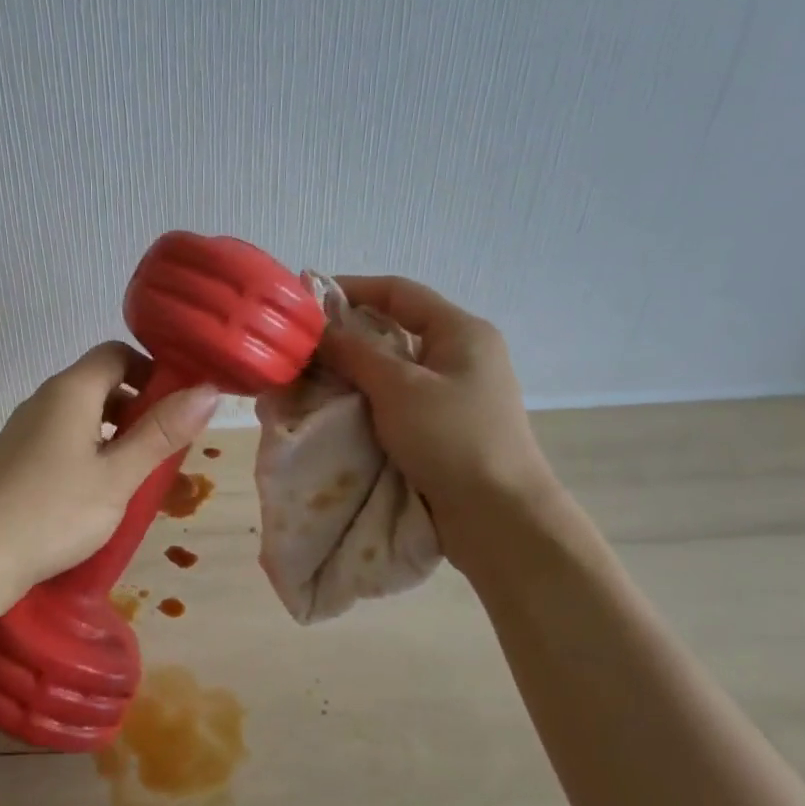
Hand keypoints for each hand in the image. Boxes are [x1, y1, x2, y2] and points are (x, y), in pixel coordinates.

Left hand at [0, 343, 218, 616]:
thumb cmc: (53, 513)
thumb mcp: (118, 476)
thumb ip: (162, 432)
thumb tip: (209, 389)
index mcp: (70, 391)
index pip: (117, 353)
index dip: (152, 370)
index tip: (179, 405)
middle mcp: (44, 399)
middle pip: (100, 382)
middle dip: (138, 406)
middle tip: (166, 445)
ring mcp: (24, 429)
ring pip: (82, 414)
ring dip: (116, 432)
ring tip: (139, 473)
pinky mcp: (15, 458)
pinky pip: (63, 438)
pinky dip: (90, 450)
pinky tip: (99, 491)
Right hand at [316, 276, 558, 567]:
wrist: (499, 516)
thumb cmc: (452, 439)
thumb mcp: (398, 389)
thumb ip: (356, 353)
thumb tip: (319, 329)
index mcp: (462, 331)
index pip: (399, 292)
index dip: (352, 288)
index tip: (307, 299)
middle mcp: (463, 354)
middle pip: (397, 328)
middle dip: (349, 332)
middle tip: (304, 344)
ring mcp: (457, 391)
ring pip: (396, 366)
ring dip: (357, 368)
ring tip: (314, 375)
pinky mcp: (447, 425)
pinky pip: (401, 397)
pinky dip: (370, 397)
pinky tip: (341, 408)